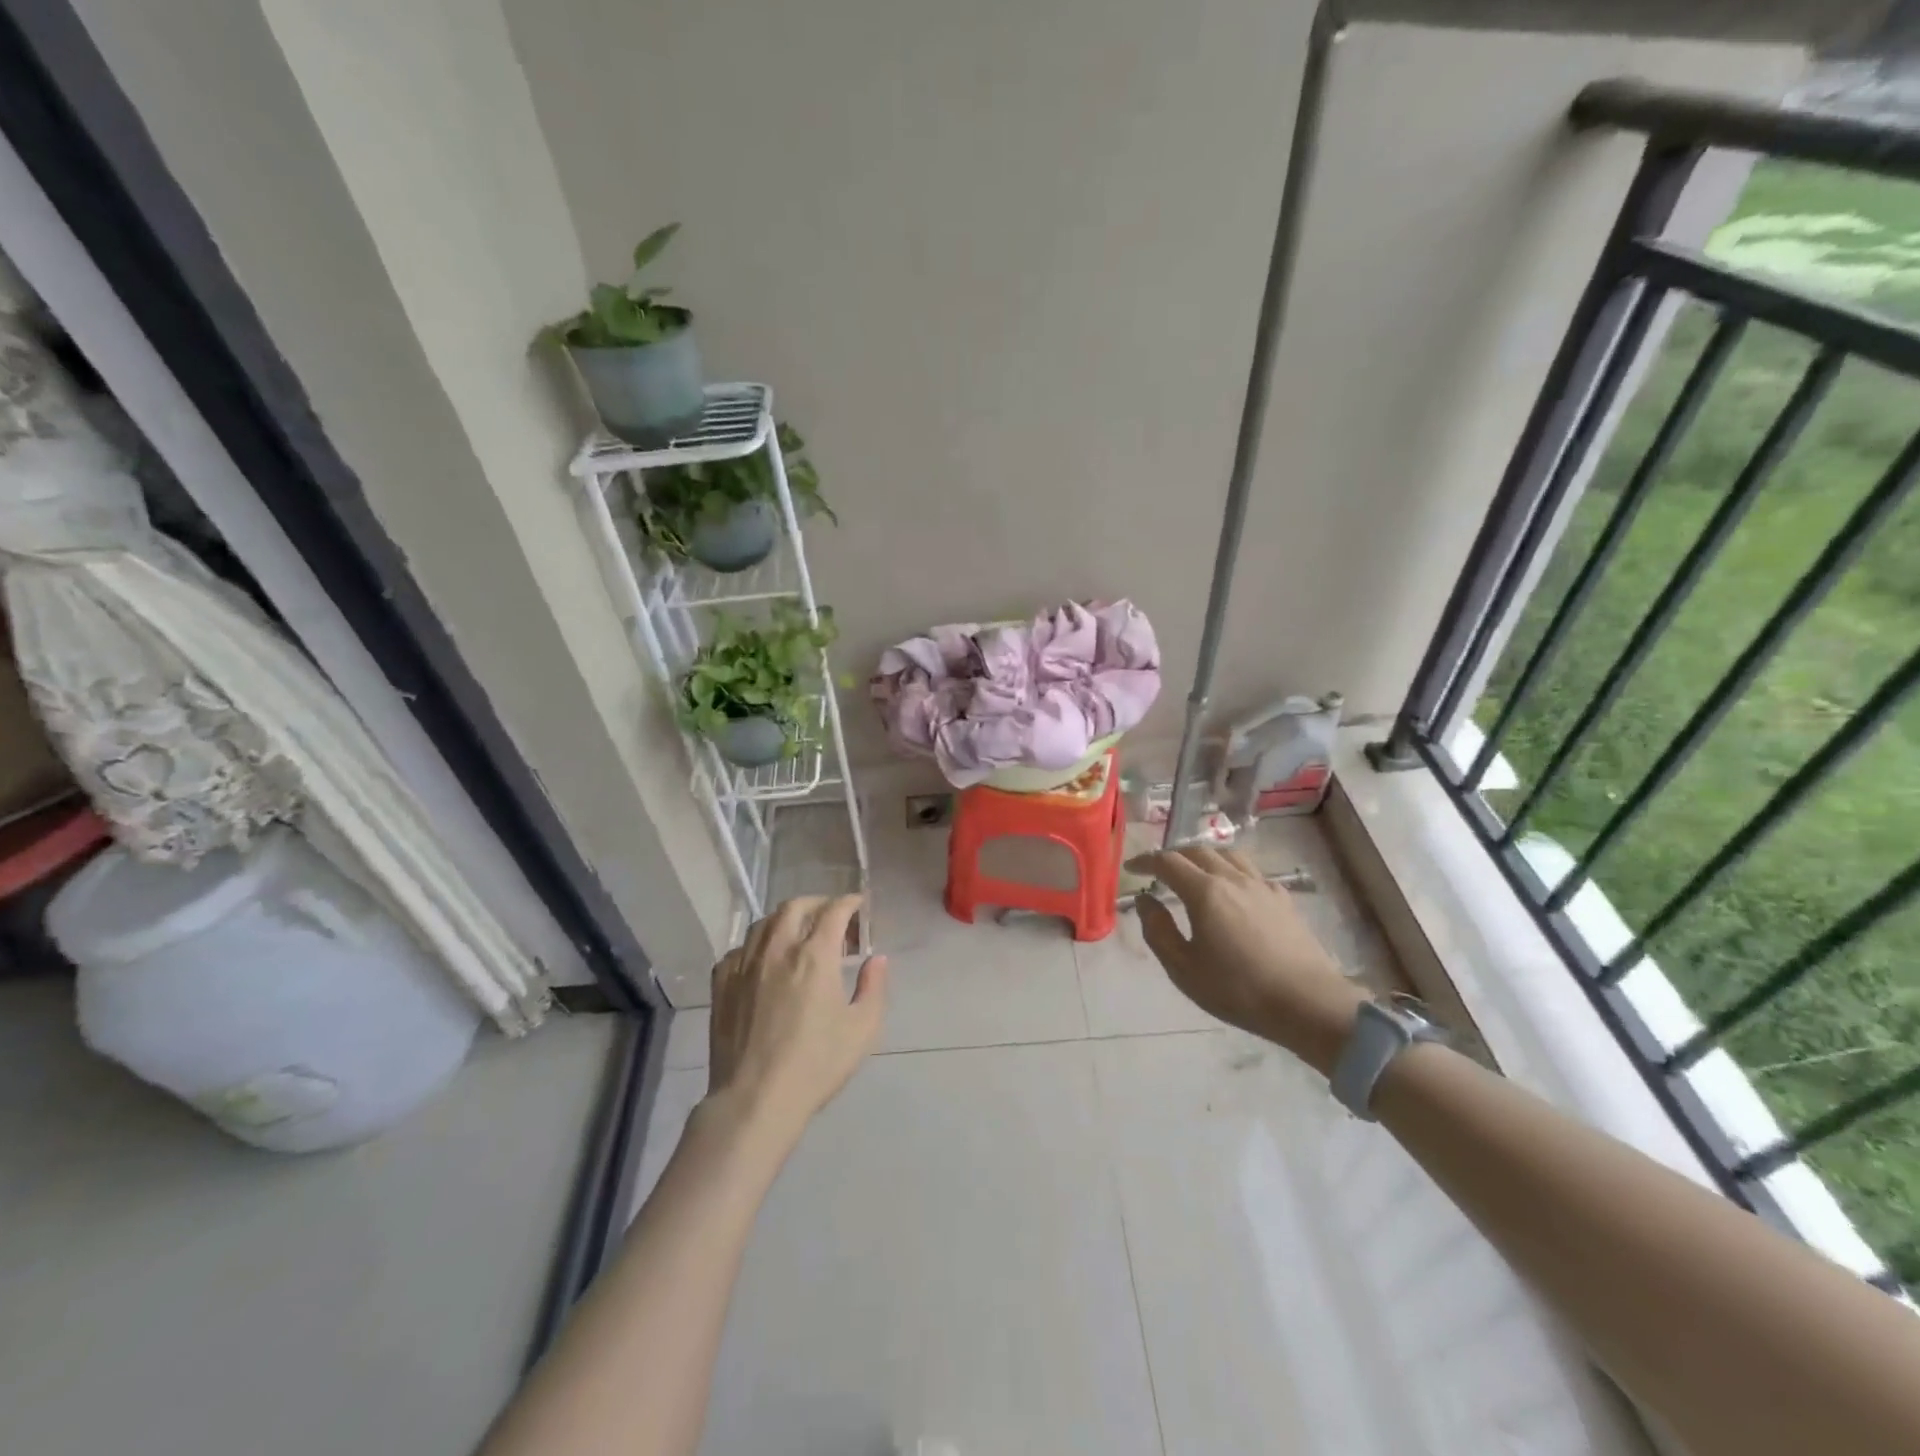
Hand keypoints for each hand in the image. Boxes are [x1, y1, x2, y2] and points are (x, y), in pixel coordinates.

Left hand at [706, 895, 888, 1138]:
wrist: (754, 1100)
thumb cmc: (816, 1065)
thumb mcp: (862, 1029)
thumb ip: (873, 987)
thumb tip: (876, 959)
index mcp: (815, 956)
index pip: (834, 911)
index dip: (849, 902)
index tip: (859, 905)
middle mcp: (778, 949)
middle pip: (795, 906)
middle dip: (818, 904)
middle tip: (832, 919)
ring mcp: (744, 964)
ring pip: (764, 922)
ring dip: (786, 920)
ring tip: (799, 935)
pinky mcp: (721, 984)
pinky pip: (739, 949)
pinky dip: (758, 945)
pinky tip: (765, 962)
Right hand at [1129, 846, 1365, 1073]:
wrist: (1308, 1003)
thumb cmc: (1239, 990)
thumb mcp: (1184, 969)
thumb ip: (1158, 931)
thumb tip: (1146, 901)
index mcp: (1205, 892)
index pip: (1168, 862)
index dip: (1146, 861)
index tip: (1132, 868)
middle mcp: (1233, 878)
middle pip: (1198, 851)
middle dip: (1173, 856)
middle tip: (1159, 870)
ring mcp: (1262, 886)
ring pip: (1228, 855)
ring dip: (1204, 857)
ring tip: (1195, 872)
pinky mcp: (1283, 899)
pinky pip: (1252, 872)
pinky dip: (1233, 871)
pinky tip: (1234, 890)